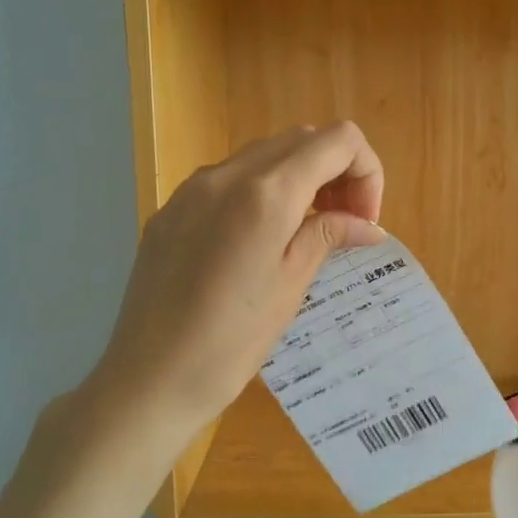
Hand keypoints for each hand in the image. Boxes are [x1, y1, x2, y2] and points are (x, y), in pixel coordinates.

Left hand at [92, 123, 385, 439]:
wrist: (149, 379)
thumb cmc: (231, 342)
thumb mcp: (290, 286)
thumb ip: (327, 236)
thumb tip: (368, 226)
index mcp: (266, 193)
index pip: (338, 141)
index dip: (367, 172)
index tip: (363, 221)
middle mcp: (227, 174)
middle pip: (302, 138)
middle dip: (336, 171)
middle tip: (344, 224)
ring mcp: (192, 189)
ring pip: (264, 154)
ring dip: (300, 177)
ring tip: (307, 231)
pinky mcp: (171, 209)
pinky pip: (229, 178)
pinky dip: (262, 191)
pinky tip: (260, 240)